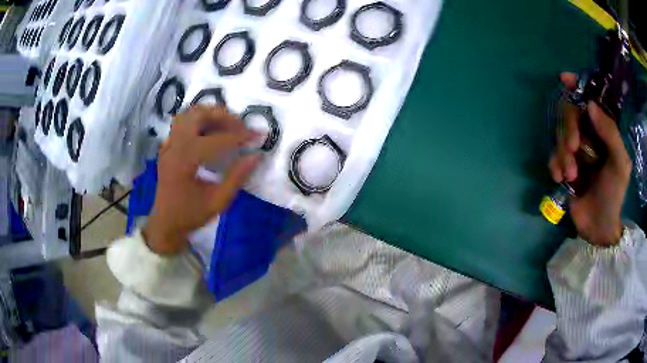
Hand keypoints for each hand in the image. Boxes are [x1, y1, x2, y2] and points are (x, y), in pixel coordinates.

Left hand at [144, 105, 260, 254]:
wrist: (165, 223)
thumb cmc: (190, 215)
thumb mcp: (218, 202)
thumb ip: (237, 177)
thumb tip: (256, 156)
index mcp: (184, 162)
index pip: (215, 140)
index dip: (239, 136)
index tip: (258, 135)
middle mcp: (173, 147)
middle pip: (197, 115)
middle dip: (222, 116)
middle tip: (240, 126)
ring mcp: (168, 145)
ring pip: (188, 114)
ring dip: (209, 114)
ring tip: (227, 125)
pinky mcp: (167, 146)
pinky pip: (182, 123)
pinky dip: (198, 121)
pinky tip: (210, 131)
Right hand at [548, 73, 631, 245]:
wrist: (599, 227)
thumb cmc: (614, 195)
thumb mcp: (619, 164)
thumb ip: (610, 134)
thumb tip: (590, 105)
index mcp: (603, 130)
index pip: (590, 99)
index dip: (578, 86)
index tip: (564, 79)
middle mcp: (589, 134)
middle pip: (570, 113)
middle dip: (569, 129)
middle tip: (573, 150)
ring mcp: (576, 150)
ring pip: (560, 134)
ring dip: (563, 154)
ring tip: (571, 176)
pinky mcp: (565, 166)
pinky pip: (553, 155)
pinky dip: (555, 165)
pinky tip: (560, 179)